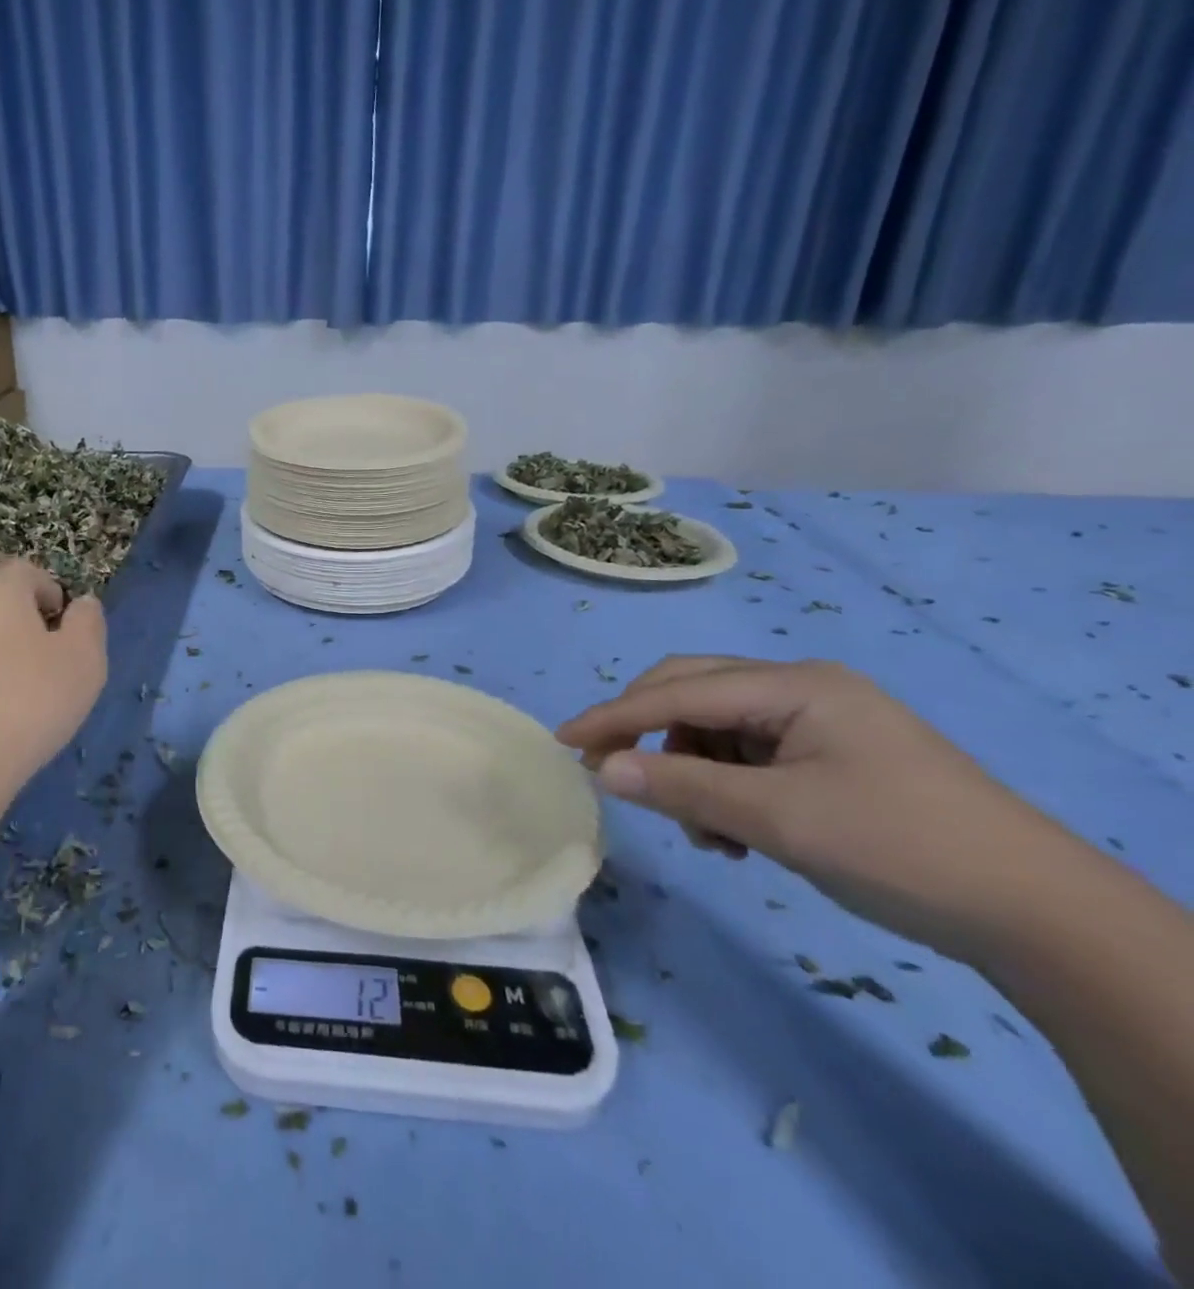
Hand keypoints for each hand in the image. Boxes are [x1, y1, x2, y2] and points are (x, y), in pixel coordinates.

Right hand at [556, 656, 1083, 963]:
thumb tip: (603, 770)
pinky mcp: (829, 759)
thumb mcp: (777, 818)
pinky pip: (748, 759)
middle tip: (612, 775)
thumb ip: (680, 787)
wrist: (1039, 915)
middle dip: (648, 735)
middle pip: (694, 696)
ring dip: (691, 775)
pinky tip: (739, 835)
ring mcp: (818, 724)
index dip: (614, 716)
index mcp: (794, 685)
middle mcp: (801, 690)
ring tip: (705, 834)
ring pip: (717, 732)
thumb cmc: (899, 848)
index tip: (562, 741)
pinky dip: (725, 791)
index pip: (679, 692)